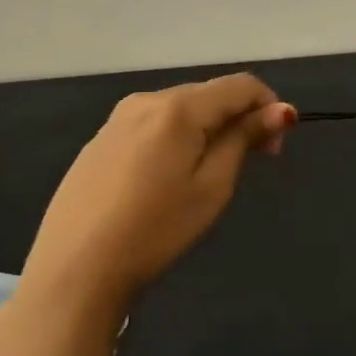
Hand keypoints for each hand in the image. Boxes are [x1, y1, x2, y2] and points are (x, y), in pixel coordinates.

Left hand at [19, 73, 296, 311]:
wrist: (74, 270)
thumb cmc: (155, 230)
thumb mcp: (212, 186)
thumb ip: (244, 139)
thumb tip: (280, 110)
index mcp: (178, 107)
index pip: (240, 85)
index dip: (269, 106)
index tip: (276, 147)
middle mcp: (146, 100)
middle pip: (210, 94)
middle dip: (240, 118)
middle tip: (253, 163)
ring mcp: (117, 119)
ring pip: (181, 109)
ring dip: (209, 128)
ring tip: (211, 174)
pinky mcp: (99, 141)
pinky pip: (153, 125)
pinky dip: (177, 138)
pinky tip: (169, 179)